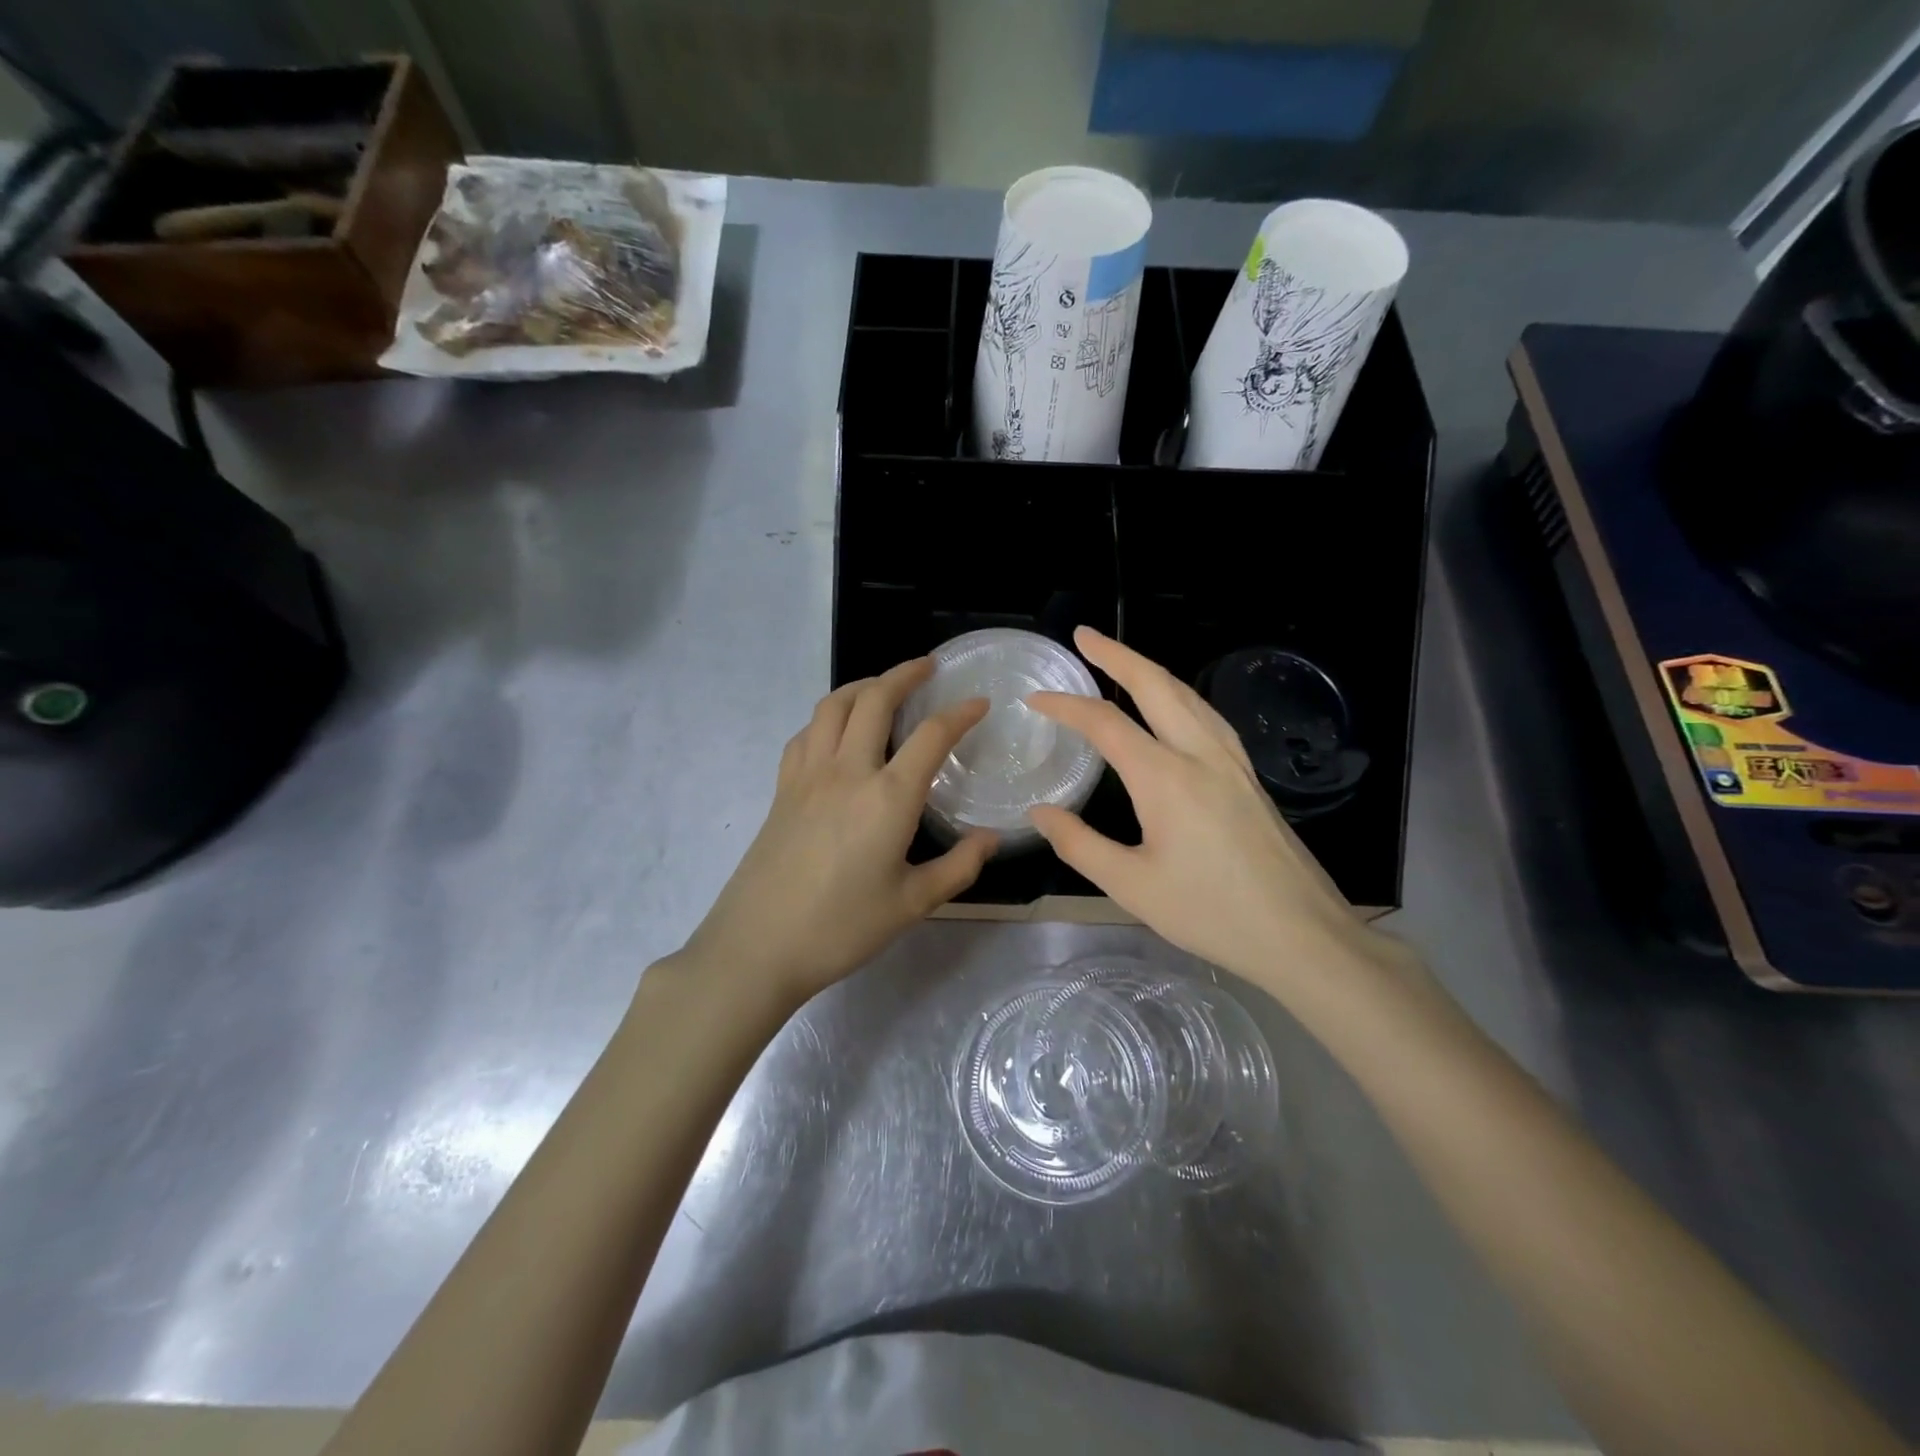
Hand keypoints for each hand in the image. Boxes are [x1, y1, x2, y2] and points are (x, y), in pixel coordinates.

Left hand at [678, 659, 995, 1007]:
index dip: (959, 713)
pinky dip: (828, 717)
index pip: (931, 735)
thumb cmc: (842, 928)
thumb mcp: (912, 904)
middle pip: (874, 699)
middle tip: (927, 667)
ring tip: (882, 687)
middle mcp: (847, 771)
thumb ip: (958, 867)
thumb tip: (990, 839)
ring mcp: (808, 775)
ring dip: (862, 686)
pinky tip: (837, 731)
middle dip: (904, 674)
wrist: (758, 946)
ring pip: (833, 706)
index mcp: (888, 797)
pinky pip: (806, 734)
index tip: (979, 702)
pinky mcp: (782, 788)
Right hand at [1028, 628, 1401, 996]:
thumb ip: (1079, 844)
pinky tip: (1175, 706)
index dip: (1066, 704)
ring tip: (1122, 661)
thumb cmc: (1211, 913)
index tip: (1035, 697)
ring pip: (1188, 695)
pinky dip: (1180, 695)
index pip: (1105, 723)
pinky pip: (1208, 716)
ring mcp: (1232, 762)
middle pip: (1155, 685)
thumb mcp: (1131, 886)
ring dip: (1151, 669)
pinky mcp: (1249, 777)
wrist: (1301, 934)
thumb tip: (1040, 813)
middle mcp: (1200, 755)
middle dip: (1116, 655)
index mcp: (1165, 778)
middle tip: (1084, 636)